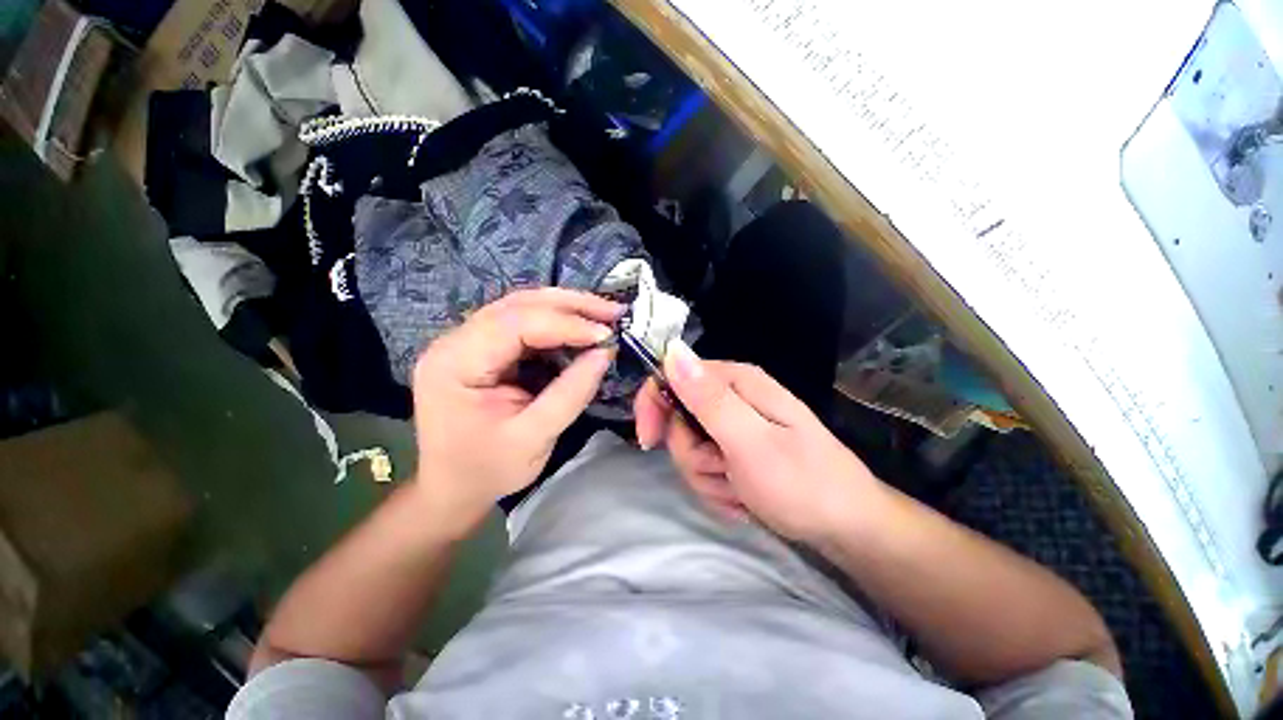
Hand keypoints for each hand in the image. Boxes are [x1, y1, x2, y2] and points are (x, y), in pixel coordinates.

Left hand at [413, 288, 620, 537]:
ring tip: (602, 315)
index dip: (566, 324)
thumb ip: (571, 393)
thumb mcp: (534, 437)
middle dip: (570, 305)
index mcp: (456, 363)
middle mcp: (454, 341)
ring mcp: (465, 341)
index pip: (516, 324)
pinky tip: (580, 328)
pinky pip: (522, 323)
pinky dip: (556, 322)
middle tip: (612, 311)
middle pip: (518, 305)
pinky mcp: (481, 347)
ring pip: (521, 307)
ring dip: (566, 308)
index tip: (607, 334)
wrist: (452, 487)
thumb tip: (605, 352)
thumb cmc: (489, 469)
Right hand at [634, 339, 881, 543]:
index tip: (649, 441)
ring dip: (708, 477)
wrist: (847, 528)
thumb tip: (672, 352)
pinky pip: (705, 469)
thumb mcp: (750, 442)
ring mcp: (733, 427)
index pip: (672, 376)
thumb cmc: (803, 483)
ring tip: (741, 488)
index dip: (654, 406)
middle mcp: (732, 398)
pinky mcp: (735, 451)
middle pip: (678, 419)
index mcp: (736, 382)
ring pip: (689, 450)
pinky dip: (719, 489)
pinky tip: (744, 497)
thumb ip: (708, 399)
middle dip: (692, 454)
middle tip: (723, 470)